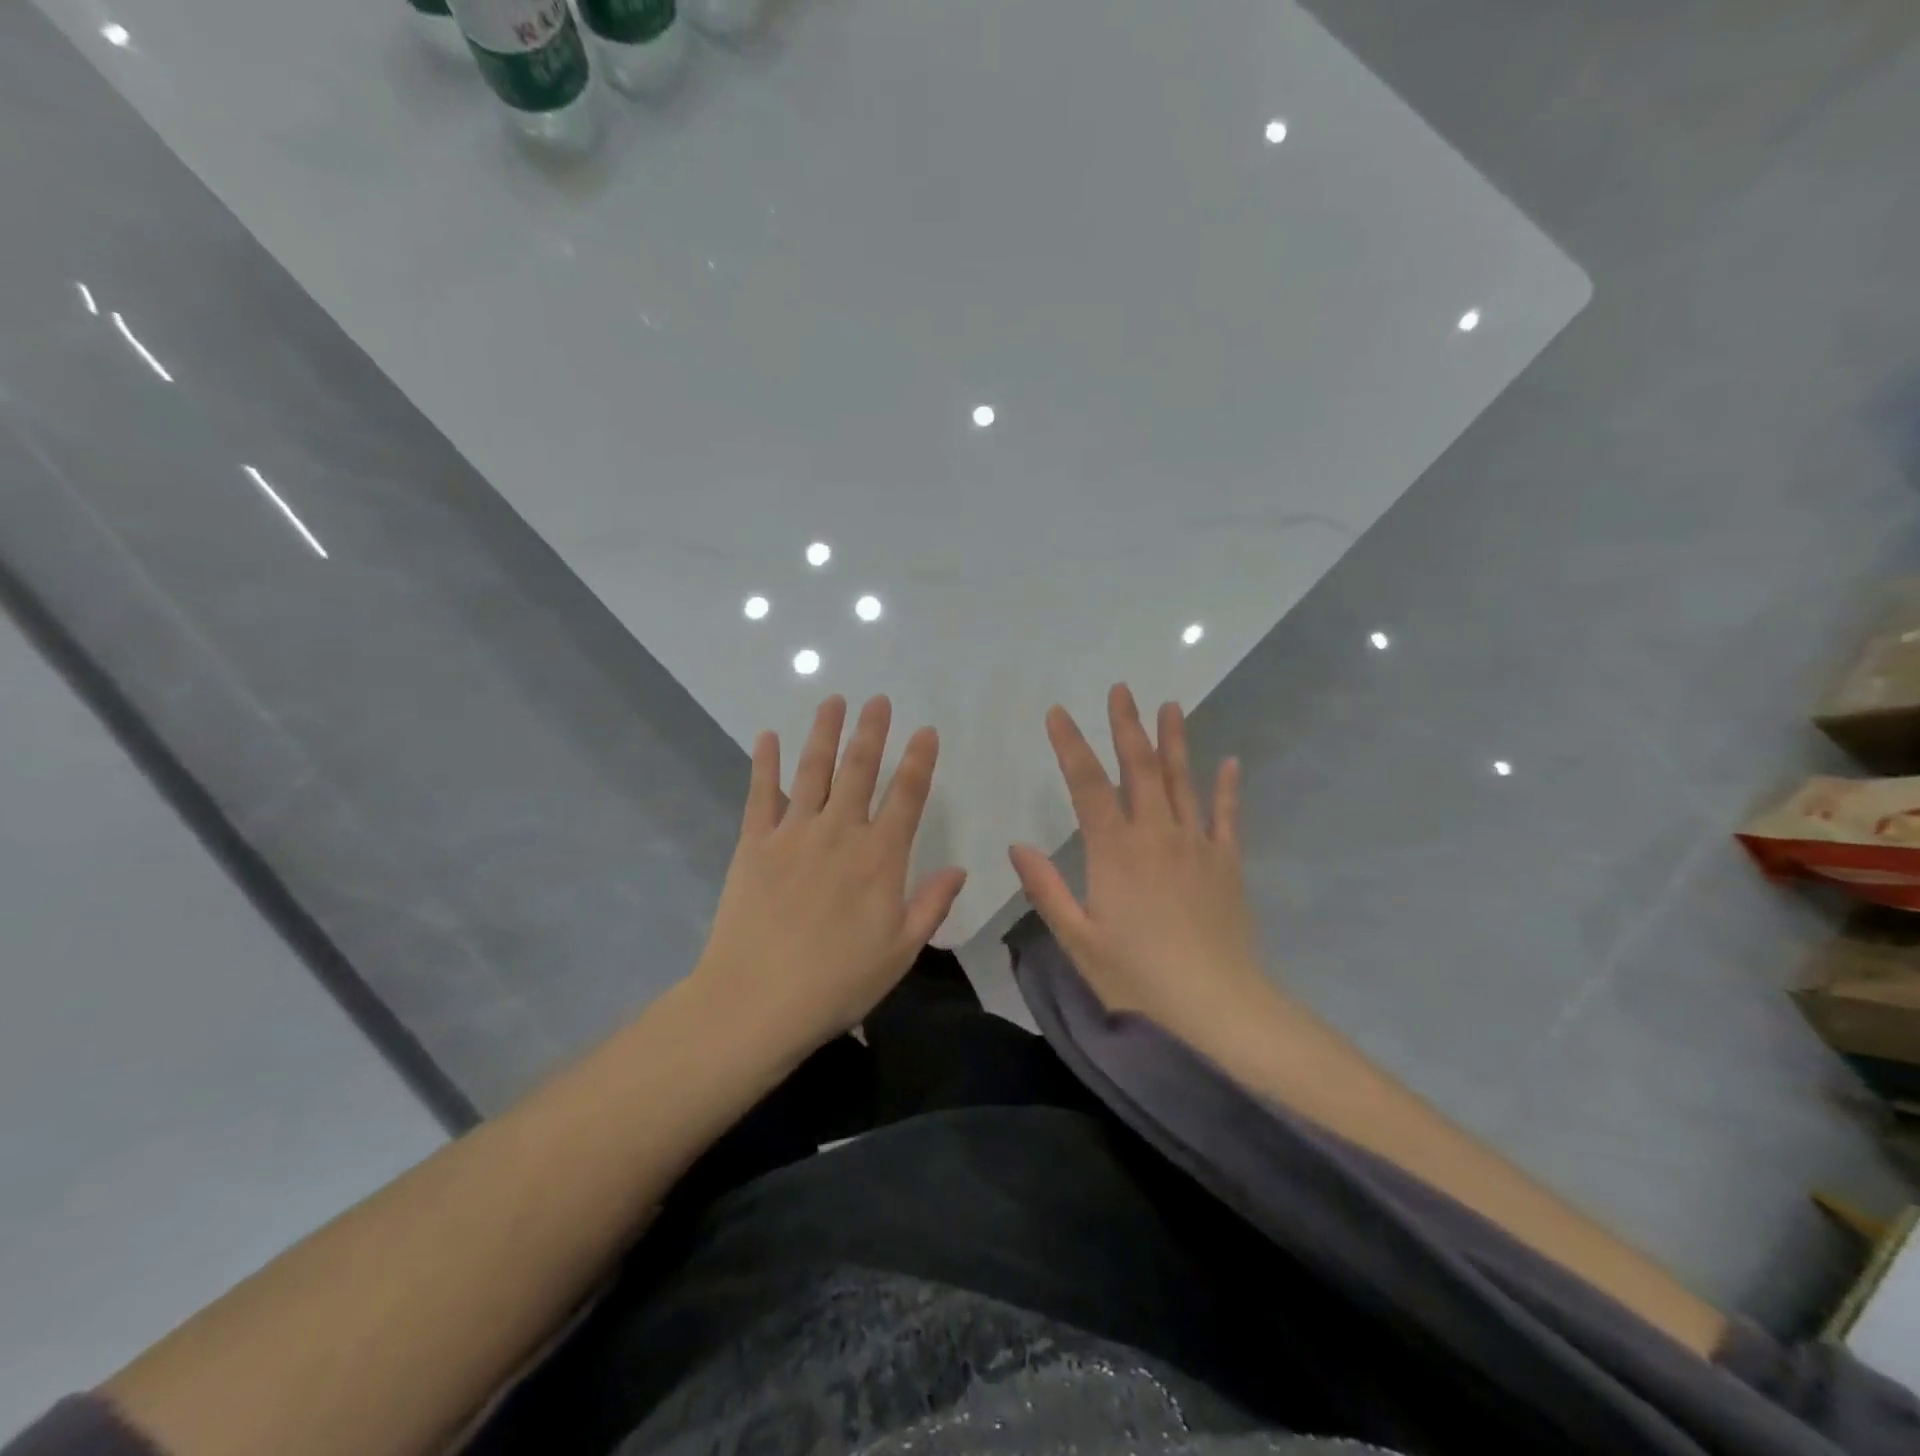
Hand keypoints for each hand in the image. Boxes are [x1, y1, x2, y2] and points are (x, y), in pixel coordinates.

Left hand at [692, 695, 967, 1058]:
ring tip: (833, 700)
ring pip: (813, 770)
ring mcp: (793, 833)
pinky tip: (767, 736)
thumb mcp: (900, 952)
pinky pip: (760, 794)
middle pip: (859, 770)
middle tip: (878, 699)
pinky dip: (764, 763)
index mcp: (880, 858)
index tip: (925, 731)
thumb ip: (931, 905)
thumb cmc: (837, 982)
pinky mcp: (754, 843)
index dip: (919, 761)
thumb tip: (959, 869)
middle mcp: (840, 832)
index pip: (907, 796)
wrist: (756, 1001)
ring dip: (824, 732)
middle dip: (872, 732)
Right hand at [1009, 684, 1275, 1049]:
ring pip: (1182, 781)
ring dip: (1174, 741)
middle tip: (1121, 690)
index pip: (1087, 785)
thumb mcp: (1079, 939)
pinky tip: (1229, 762)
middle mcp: (1155, 835)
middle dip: (1126, 726)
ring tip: (1169, 706)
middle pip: (1139, 769)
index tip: (1058, 713)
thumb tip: (1017, 845)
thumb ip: (1047, 889)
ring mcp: (1196, 845)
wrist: (1216, 1006)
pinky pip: (1227, 816)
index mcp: (1114, 851)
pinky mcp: (1226, 863)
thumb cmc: (1137, 977)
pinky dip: (1227, 787)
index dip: (1071, 745)